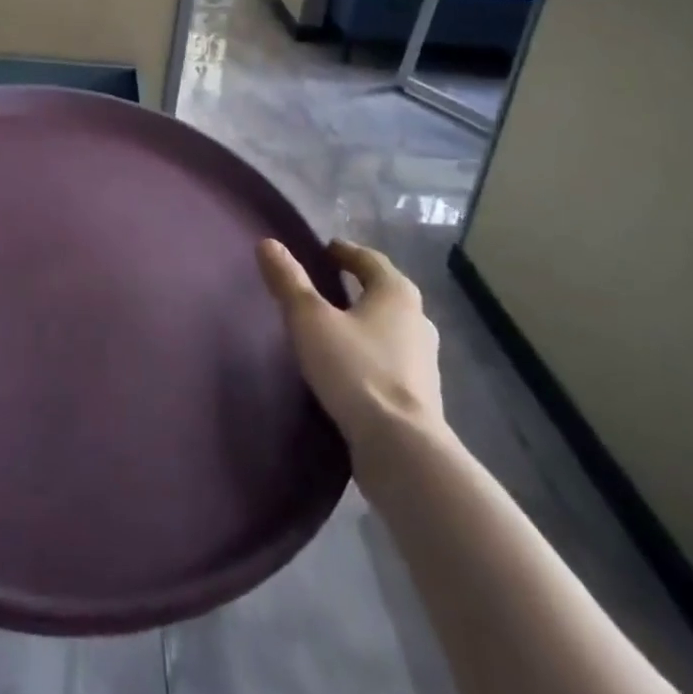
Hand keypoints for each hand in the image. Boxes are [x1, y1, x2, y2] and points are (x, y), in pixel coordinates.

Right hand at [257, 238, 444, 450]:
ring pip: (390, 328)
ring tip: (334, 327)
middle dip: (357, 286)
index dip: (345, 252)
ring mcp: (424, 361)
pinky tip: (349, 368)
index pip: (370, 259)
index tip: (324, 251)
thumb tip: (267, 243)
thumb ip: (288, 281)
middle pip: (384, 292)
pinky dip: (370, 354)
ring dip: (365, 322)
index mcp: (396, 293)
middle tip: (326, 285)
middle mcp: (418, 320)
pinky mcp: (420, 397)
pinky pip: (391, 360)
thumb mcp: (310, 320)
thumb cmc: (356, 370)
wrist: (402, 450)